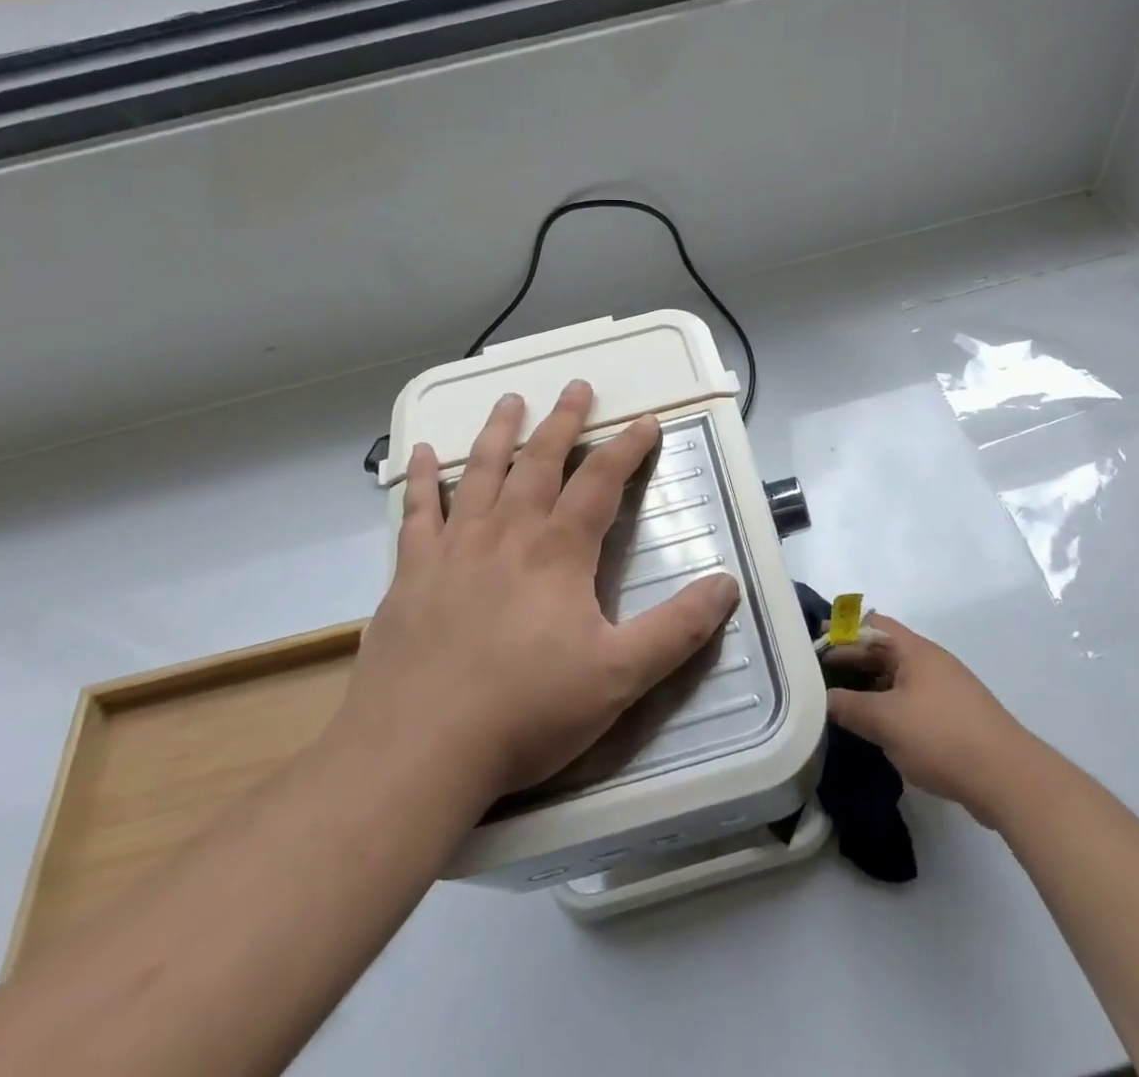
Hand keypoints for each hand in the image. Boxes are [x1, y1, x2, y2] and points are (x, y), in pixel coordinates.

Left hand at [335, 381, 740, 803]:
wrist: (417, 751)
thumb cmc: (526, 711)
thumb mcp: (619, 676)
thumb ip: (677, 629)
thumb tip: (728, 585)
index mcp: (558, 552)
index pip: (601, 483)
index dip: (627, 448)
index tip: (645, 421)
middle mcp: (506, 534)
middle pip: (540, 462)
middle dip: (563, 422)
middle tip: (576, 386)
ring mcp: (453, 549)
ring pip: (480, 473)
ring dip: (498, 432)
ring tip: (509, 399)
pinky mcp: (410, 573)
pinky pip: (417, 512)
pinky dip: (421, 479)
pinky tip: (419, 454)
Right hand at [825, 614, 1029, 826]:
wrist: (1008, 778)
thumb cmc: (941, 736)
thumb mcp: (885, 721)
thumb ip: (848, 707)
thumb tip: (822, 699)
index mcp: (914, 651)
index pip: (871, 625)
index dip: (841, 632)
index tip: (814, 646)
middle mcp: (930, 662)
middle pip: (883, 651)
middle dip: (851, 662)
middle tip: (819, 678)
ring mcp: (944, 690)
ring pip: (896, 679)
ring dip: (869, 688)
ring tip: (840, 705)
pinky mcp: (953, 718)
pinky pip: (910, 702)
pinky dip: (888, 708)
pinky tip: (875, 730)